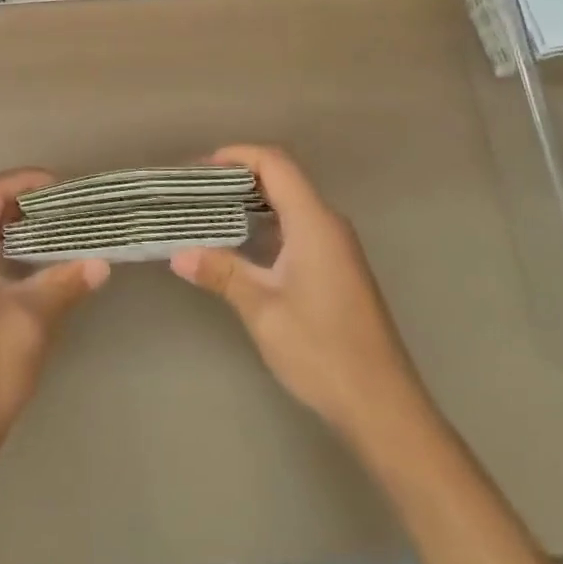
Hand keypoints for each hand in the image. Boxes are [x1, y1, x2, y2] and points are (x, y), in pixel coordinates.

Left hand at [0, 169, 109, 464]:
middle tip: (66, 206)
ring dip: (17, 227)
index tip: (63, 185)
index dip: (26, 181)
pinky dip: (7, 251)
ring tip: (58, 229)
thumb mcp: (32, 319)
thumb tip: (102, 262)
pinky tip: (37, 263)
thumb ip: (66, 282)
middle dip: (24, 202)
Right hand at [171, 144, 415, 432]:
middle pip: (283, 178)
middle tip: (198, 193)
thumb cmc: (322, 350)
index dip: (238, 155)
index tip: (201, 170)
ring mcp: (337, 247)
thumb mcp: (262, 310)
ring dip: (253, 203)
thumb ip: (222, 273)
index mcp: (314, 222)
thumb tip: (178, 255)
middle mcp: (329, 224)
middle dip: (239, 177)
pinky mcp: (338, 269)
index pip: (275, 163)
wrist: (384, 408)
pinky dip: (268, 225)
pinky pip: (299, 227)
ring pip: (291, 204)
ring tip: (212, 215)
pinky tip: (243, 248)